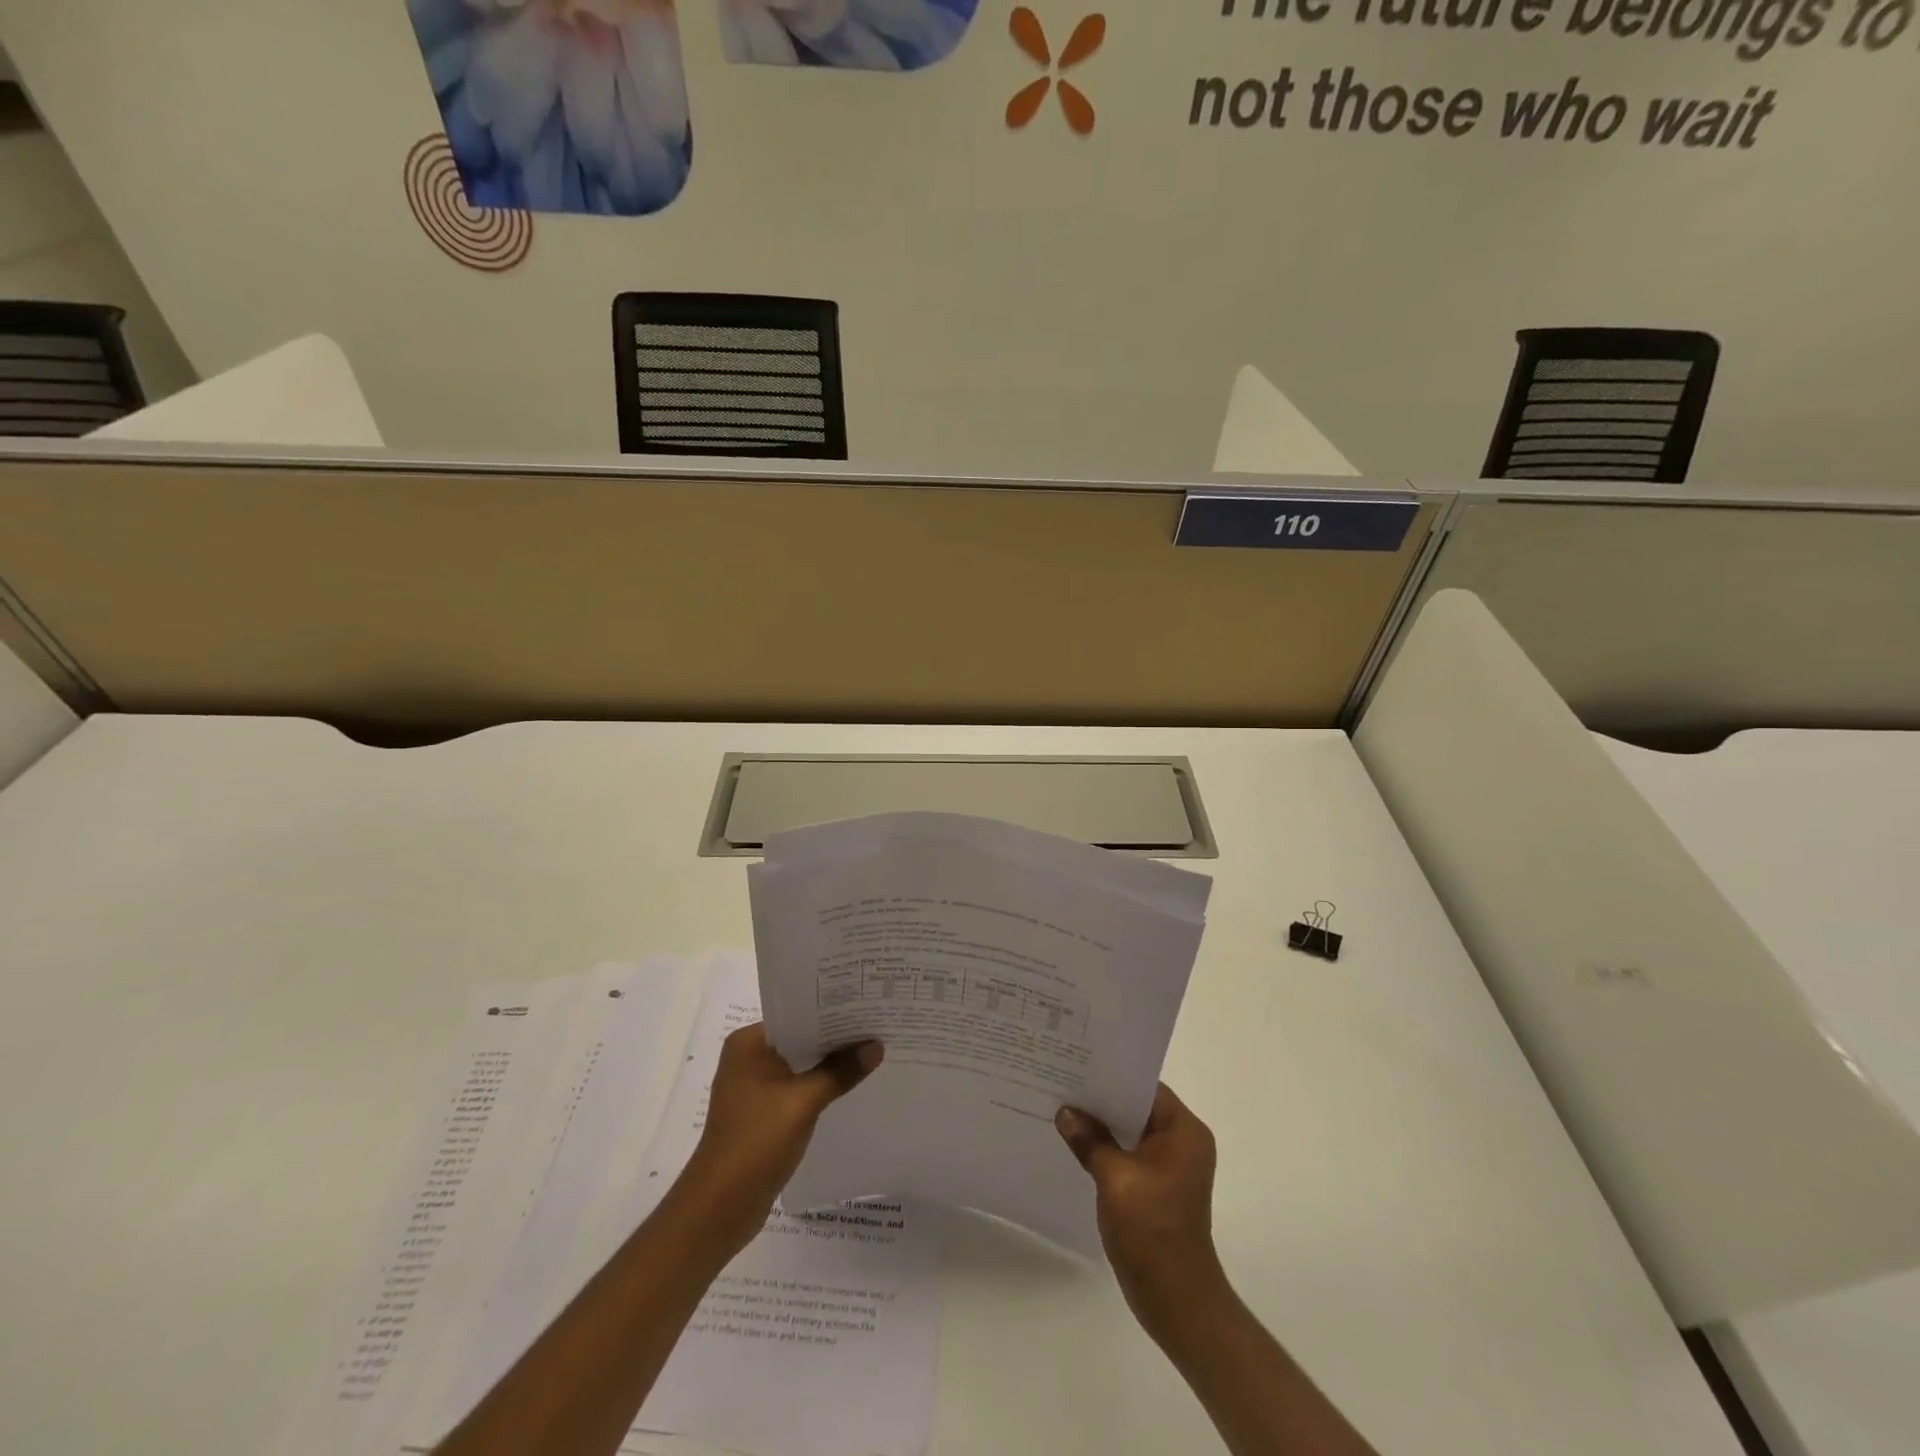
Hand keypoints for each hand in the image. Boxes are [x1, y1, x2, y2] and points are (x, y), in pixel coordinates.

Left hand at [676, 1023, 881, 1253]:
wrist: (720, 1208)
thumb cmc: (755, 1142)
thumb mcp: (803, 1102)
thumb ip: (840, 1071)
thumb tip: (876, 1045)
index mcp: (748, 1043)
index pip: (796, 1014)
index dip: (831, 1010)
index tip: (866, 1003)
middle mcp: (748, 1057)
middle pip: (800, 1038)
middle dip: (835, 1036)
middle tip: (876, 1023)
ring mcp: (754, 1086)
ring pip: (801, 1064)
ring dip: (829, 1062)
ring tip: (872, 1048)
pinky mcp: (763, 1112)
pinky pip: (798, 1086)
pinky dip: (820, 1084)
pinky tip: (850, 1083)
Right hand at [1056, 1083, 1226, 1338]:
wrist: (1176, 1300)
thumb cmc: (1152, 1231)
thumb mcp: (1115, 1179)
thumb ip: (1090, 1140)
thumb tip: (1065, 1112)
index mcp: (1184, 1131)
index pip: (1145, 1087)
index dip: (1111, 1074)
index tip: (1076, 1063)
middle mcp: (1182, 1142)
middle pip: (1137, 1106)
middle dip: (1101, 1099)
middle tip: (1062, 1080)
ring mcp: (1170, 1166)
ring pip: (1130, 1130)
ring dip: (1101, 1124)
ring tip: (1062, 1107)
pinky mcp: (1157, 1186)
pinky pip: (1128, 1153)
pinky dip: (1106, 1147)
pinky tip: (1075, 1143)